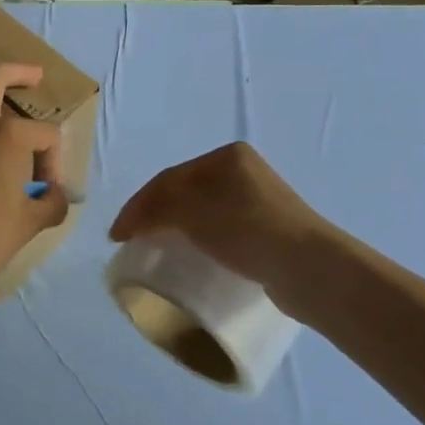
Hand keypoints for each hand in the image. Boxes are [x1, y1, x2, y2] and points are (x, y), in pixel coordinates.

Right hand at [110, 143, 346, 317]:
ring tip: (157, 250)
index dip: (138, 205)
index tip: (116, 236)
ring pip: (203, 212)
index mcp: (226, 157)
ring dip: (176, 228)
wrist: (308, 267)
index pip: (169, 178)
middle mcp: (243, 172)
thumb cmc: (245, 228)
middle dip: (155, 214)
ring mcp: (260, 201)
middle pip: (185, 192)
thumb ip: (156, 207)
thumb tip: (133, 221)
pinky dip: (199, 241)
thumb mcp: (191, 209)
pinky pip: (221, 232)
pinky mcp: (269, 232)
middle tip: (132, 240)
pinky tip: (193, 257)